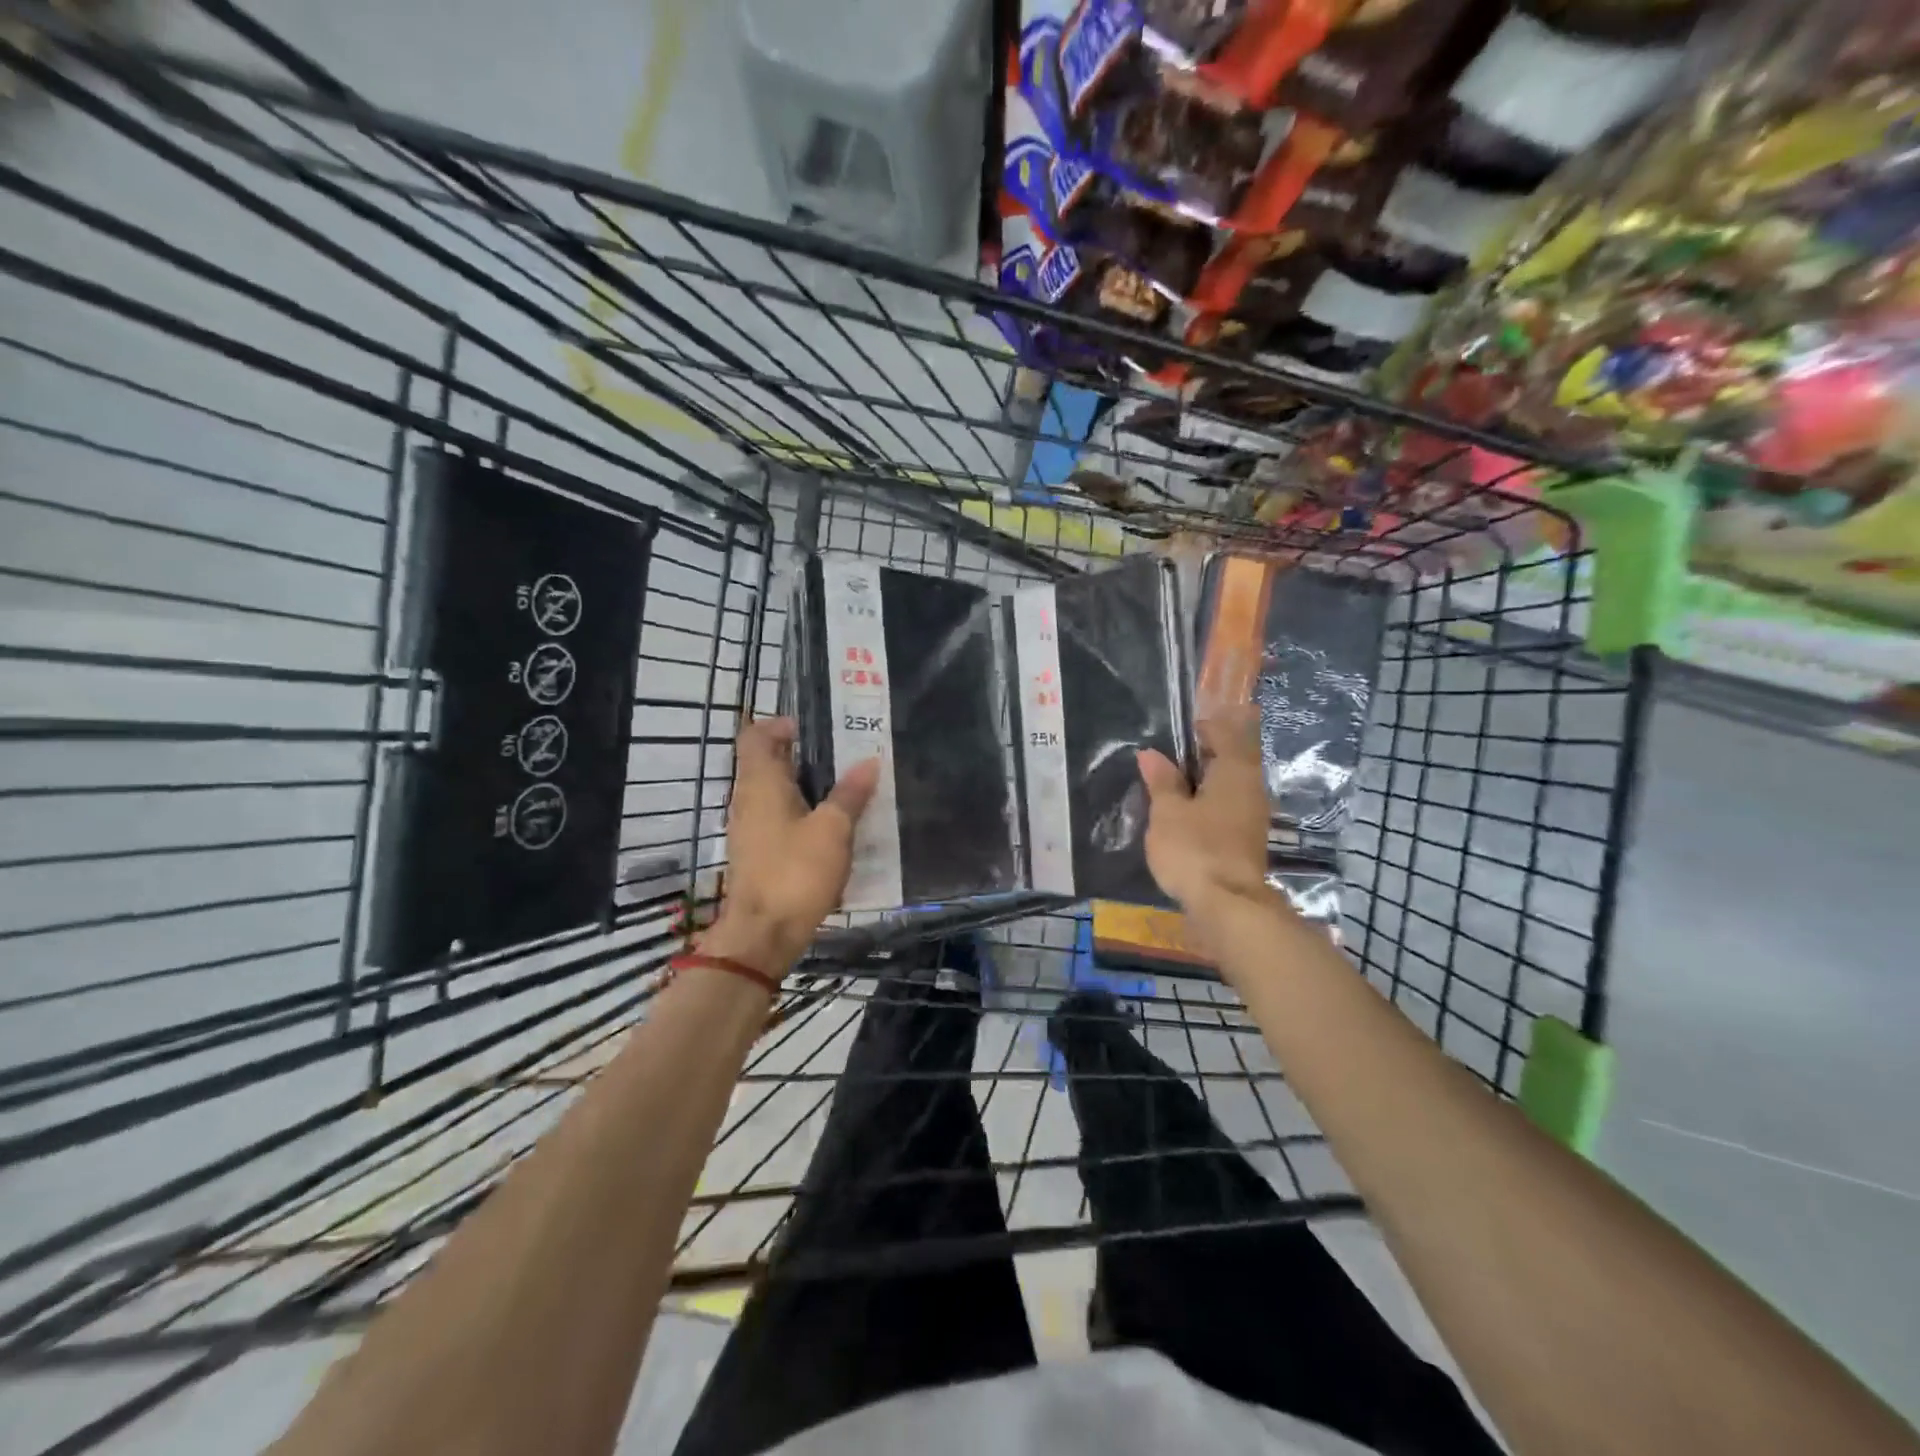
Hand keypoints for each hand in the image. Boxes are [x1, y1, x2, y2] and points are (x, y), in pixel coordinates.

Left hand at [702, 716, 879, 976]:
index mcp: (760, 784)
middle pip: (765, 763)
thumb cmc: (795, 873)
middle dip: (800, 755)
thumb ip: (850, 794)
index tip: (811, 729)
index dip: (779, 725)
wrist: (762, 935)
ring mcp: (748, 829)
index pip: (755, 737)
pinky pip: (775, 818)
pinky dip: (798, 812)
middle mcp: (747, 800)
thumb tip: (869, 761)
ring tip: (843, 789)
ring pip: (771, 792)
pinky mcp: (755, 853)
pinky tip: (829, 828)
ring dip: (802, 786)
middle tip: (841, 756)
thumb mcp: (833, 830)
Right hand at [1136, 704, 1270, 913]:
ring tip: (1171, 789)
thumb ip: (1161, 781)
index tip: (1176, 734)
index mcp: (1235, 771)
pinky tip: (1186, 817)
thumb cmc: (1194, 848)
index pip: (1224, 734)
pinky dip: (1208, 805)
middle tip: (1168, 761)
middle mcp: (1251, 789)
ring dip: (1204, 783)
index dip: (1202, 729)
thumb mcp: (1167, 812)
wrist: (1228, 907)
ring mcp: (1253, 817)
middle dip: (1201, 757)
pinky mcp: (1247, 841)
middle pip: (1230, 760)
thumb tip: (1151, 754)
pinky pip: (1227, 809)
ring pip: (1229, 787)